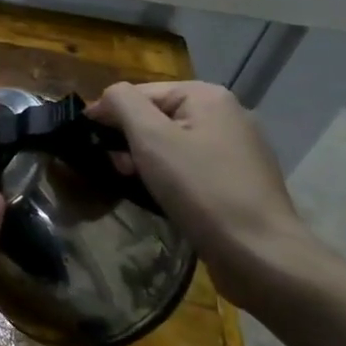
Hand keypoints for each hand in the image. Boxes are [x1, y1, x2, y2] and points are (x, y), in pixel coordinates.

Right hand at [86, 81, 319, 304]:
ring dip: (146, 159)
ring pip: (173, 142)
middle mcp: (227, 114)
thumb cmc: (200, 188)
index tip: (87, 141)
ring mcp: (237, 147)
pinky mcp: (239, 178)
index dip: (109, 113)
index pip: (140, 92)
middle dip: (129, 139)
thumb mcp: (151, 138)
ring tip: (135, 183)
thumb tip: (106, 96)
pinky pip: (191, 165)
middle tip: (115, 168)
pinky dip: (170, 175)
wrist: (259, 252)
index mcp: (207, 96)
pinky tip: (163, 195)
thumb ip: (122, 104)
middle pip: (157, 116)